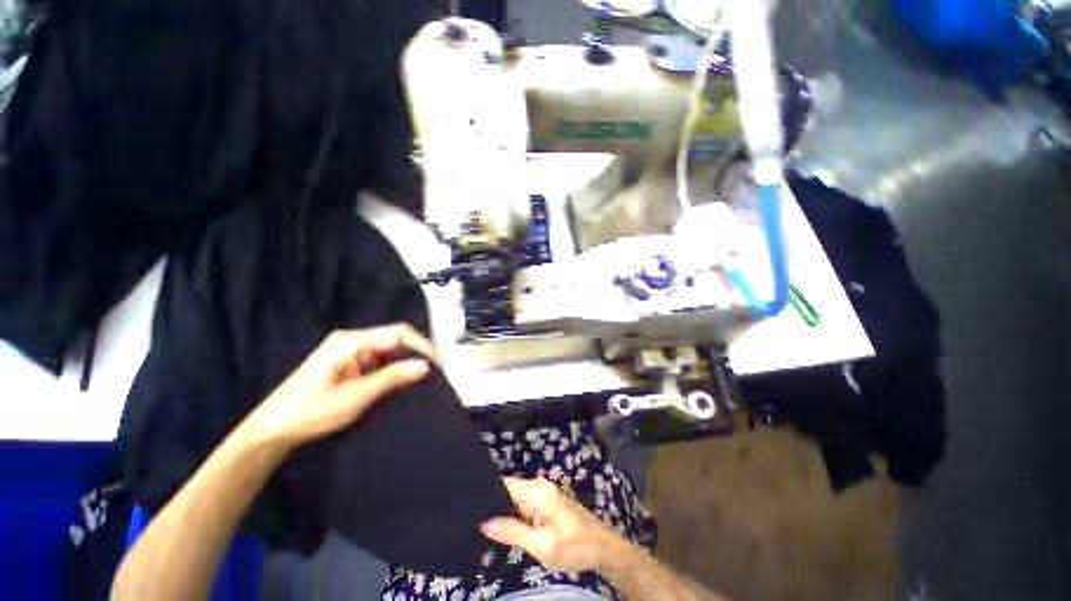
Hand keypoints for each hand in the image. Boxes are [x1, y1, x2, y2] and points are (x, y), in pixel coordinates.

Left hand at [241, 324, 436, 446]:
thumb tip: (425, 366)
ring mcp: (351, 351)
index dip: (422, 346)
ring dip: (407, 362)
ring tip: (424, 378)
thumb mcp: (355, 397)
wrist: (273, 429)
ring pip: (390, 349)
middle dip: (417, 353)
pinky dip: (395, 369)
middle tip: (435, 372)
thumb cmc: (310, 412)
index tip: (438, 364)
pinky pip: (381, 360)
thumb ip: (392, 378)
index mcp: (351, 341)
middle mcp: (353, 340)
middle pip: (396, 338)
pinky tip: (404, 381)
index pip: (398, 333)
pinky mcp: (350, 362)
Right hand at [480, 477, 637, 573]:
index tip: (469, 506)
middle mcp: (539, 487)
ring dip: (503, 514)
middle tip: (473, 523)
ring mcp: (544, 495)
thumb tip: (485, 522)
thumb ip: (513, 532)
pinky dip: (514, 518)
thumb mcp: (542, 545)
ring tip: (481, 527)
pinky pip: (524, 508)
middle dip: (493, 506)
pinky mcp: (547, 505)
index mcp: (537, 491)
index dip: (487, 493)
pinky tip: (502, 530)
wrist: (605, 549)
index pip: (505, 484)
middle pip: (509, 492)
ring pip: (515, 501)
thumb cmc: (575, 546)